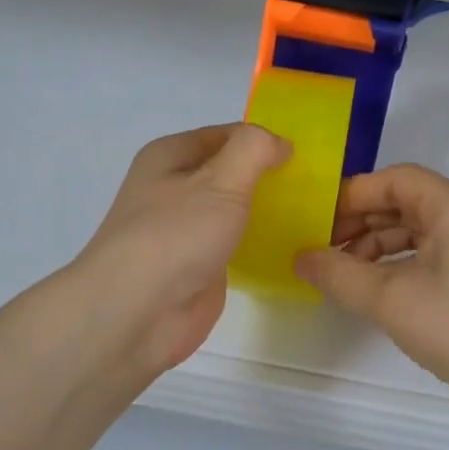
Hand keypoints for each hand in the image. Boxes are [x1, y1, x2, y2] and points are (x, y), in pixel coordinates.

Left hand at [66, 124, 289, 377]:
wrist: (136, 314)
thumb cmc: (175, 234)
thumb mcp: (221, 179)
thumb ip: (254, 149)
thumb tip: (279, 143)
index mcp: (169, 156)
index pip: (225, 135)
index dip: (262, 141)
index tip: (303, 156)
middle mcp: (173, 188)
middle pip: (229, 172)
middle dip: (266, 176)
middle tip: (313, 186)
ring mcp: (184, 230)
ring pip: (233, 210)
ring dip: (265, 210)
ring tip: (310, 213)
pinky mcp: (197, 266)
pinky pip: (234, 244)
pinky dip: (258, 242)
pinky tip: (290, 246)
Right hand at [294, 165, 448, 408]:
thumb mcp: (389, 300)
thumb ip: (338, 274)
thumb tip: (300, 258)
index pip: (397, 179)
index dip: (354, 195)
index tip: (319, 219)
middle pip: (408, 200)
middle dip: (363, 220)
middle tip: (324, 245)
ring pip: (421, 227)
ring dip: (380, 243)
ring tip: (345, 271)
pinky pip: (436, 249)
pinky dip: (403, 260)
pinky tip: (378, 286)